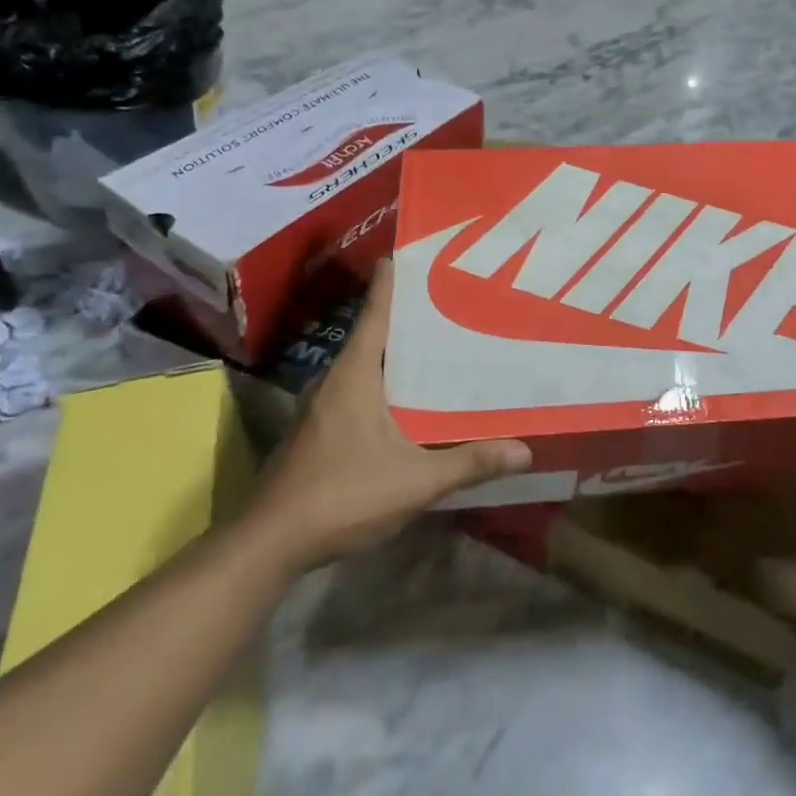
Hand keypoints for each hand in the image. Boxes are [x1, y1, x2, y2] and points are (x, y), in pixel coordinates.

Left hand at [247, 260, 530, 571]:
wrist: (270, 544)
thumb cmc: (342, 495)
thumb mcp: (415, 481)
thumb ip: (469, 463)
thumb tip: (525, 450)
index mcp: (355, 372)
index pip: (376, 310)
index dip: (394, 279)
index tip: (415, 251)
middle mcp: (336, 378)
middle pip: (375, 332)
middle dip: (410, 315)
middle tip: (454, 299)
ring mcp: (322, 404)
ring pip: (366, 362)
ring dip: (398, 351)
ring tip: (442, 345)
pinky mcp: (319, 428)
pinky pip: (358, 387)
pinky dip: (386, 380)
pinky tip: (411, 398)